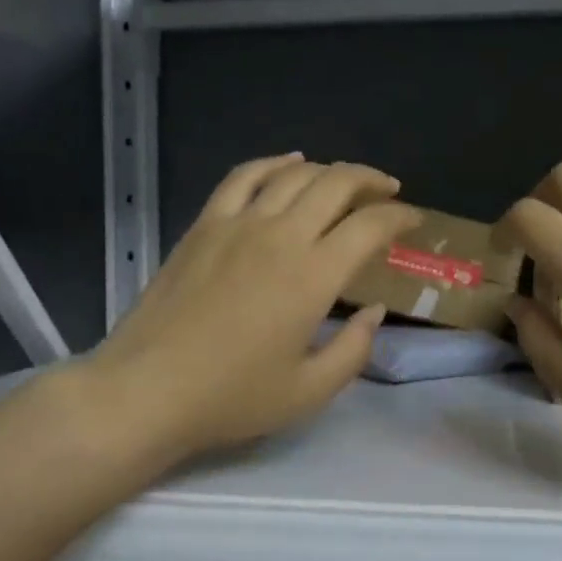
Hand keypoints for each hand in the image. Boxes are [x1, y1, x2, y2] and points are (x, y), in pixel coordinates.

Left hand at [83, 154, 419, 462]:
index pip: (369, 226)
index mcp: (313, 276)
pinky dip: (273, 163)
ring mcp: (238, 224)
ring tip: (346, 181)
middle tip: (389, 191)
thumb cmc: (232, 397)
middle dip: (371, 181)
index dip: (399, 217)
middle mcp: (280, 236)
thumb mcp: (310, 391)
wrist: (147, 390)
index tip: (413, 220)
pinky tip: (289, 164)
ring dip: (329, 170)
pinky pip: (244, 176)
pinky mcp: (205, 225)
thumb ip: (354, 349)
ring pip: (294, 175)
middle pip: (336, 185)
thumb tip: (375, 312)